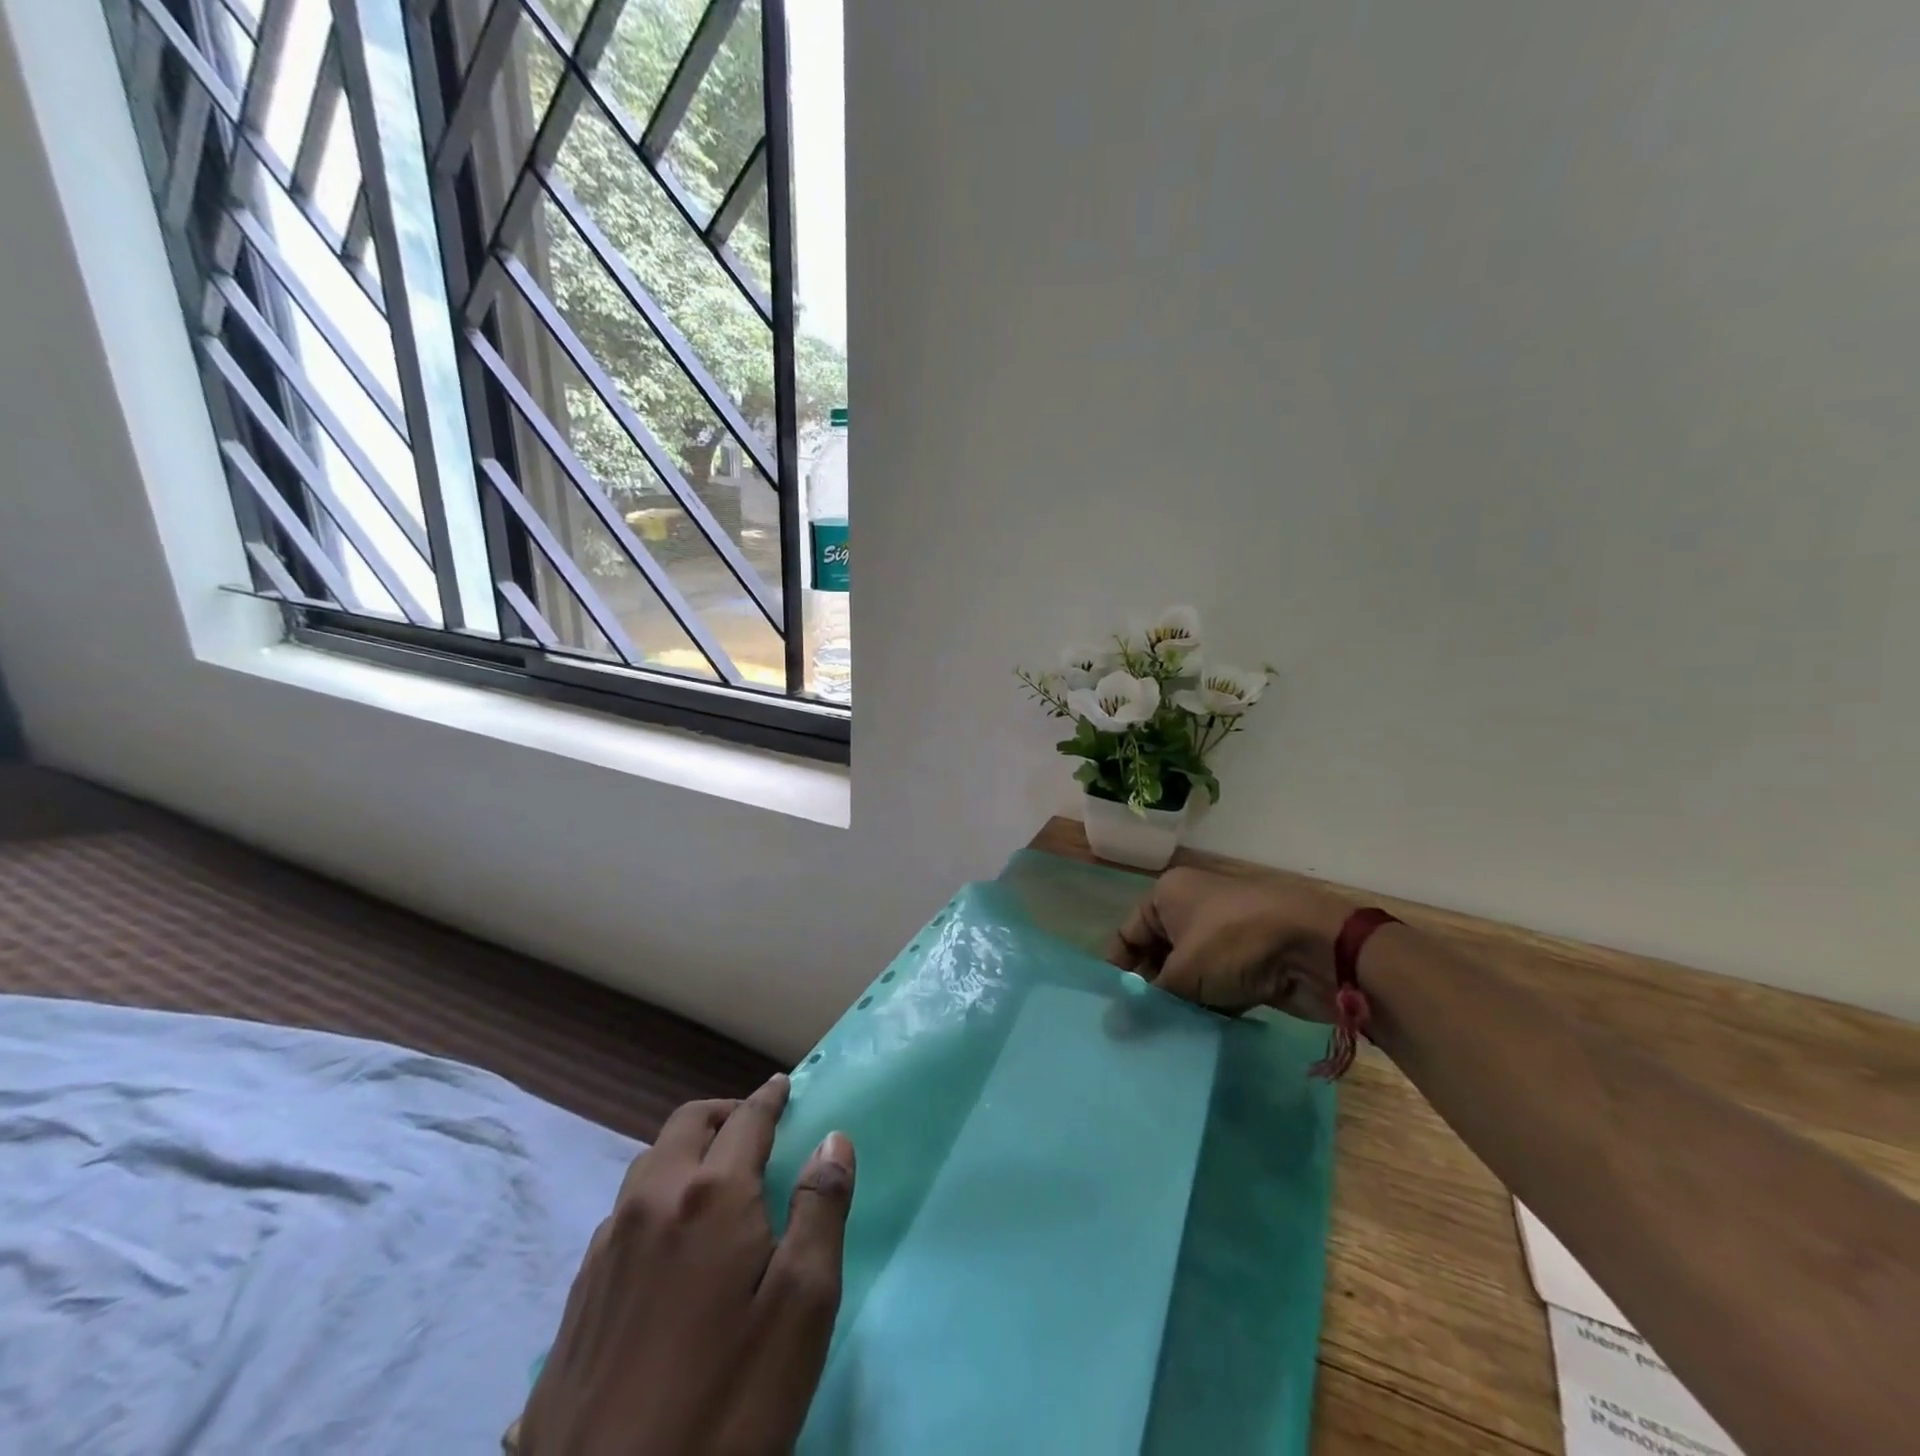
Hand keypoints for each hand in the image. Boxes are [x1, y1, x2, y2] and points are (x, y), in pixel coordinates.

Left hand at [515, 1076, 854, 1455]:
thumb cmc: (726, 1405)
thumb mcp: (801, 1309)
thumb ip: (820, 1212)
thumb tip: (832, 1140)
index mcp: (711, 1195)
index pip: (746, 1120)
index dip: (769, 1098)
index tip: (784, 1085)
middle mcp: (653, 1202)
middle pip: (687, 1125)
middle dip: (724, 1113)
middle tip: (754, 1126)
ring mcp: (607, 1249)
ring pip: (648, 1164)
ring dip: (686, 1150)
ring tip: (714, 1177)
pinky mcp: (579, 1296)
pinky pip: (621, 1213)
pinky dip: (654, 1195)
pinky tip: (666, 1241)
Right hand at [1108, 866, 1358, 1021]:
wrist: (1317, 947)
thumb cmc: (1234, 943)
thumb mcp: (1183, 973)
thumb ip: (1146, 1002)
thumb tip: (1111, 1029)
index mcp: (1168, 894)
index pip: (1127, 935)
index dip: (1117, 972)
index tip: (1110, 1011)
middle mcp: (1191, 908)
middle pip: (1156, 956)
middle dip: (1148, 993)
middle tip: (1134, 1033)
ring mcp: (1223, 935)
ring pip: (1187, 975)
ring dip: (1178, 1004)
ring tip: (1160, 1041)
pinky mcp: (1249, 962)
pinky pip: (1215, 986)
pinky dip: (1206, 1008)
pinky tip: (1195, 1038)